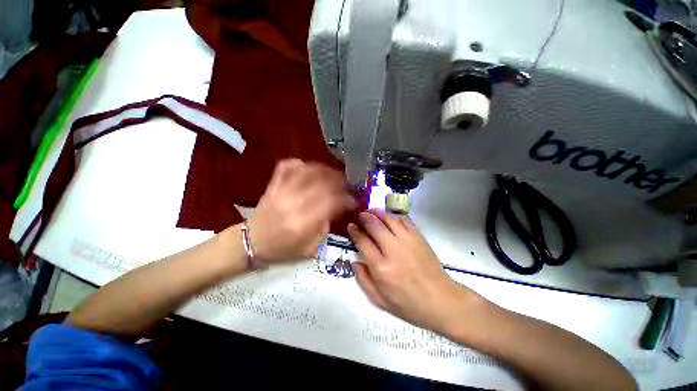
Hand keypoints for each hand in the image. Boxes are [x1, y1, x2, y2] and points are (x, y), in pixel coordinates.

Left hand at [247, 159, 353, 264]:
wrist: (251, 243)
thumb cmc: (281, 249)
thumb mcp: (308, 248)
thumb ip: (324, 229)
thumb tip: (334, 210)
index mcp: (303, 222)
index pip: (331, 202)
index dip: (345, 199)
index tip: (352, 200)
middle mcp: (293, 203)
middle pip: (322, 184)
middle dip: (340, 182)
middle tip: (347, 185)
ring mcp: (281, 192)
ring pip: (306, 172)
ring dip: (324, 170)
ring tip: (333, 174)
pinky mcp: (272, 187)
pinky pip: (285, 168)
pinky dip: (298, 164)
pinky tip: (308, 167)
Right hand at [348, 210, 482, 332]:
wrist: (441, 300)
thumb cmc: (408, 304)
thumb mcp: (380, 300)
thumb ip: (363, 280)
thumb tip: (355, 261)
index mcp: (381, 268)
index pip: (363, 242)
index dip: (355, 231)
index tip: (351, 226)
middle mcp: (393, 251)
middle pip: (375, 226)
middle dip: (364, 218)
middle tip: (360, 215)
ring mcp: (408, 242)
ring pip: (389, 219)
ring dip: (378, 213)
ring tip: (372, 212)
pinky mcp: (419, 238)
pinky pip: (404, 220)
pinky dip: (394, 216)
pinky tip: (389, 217)